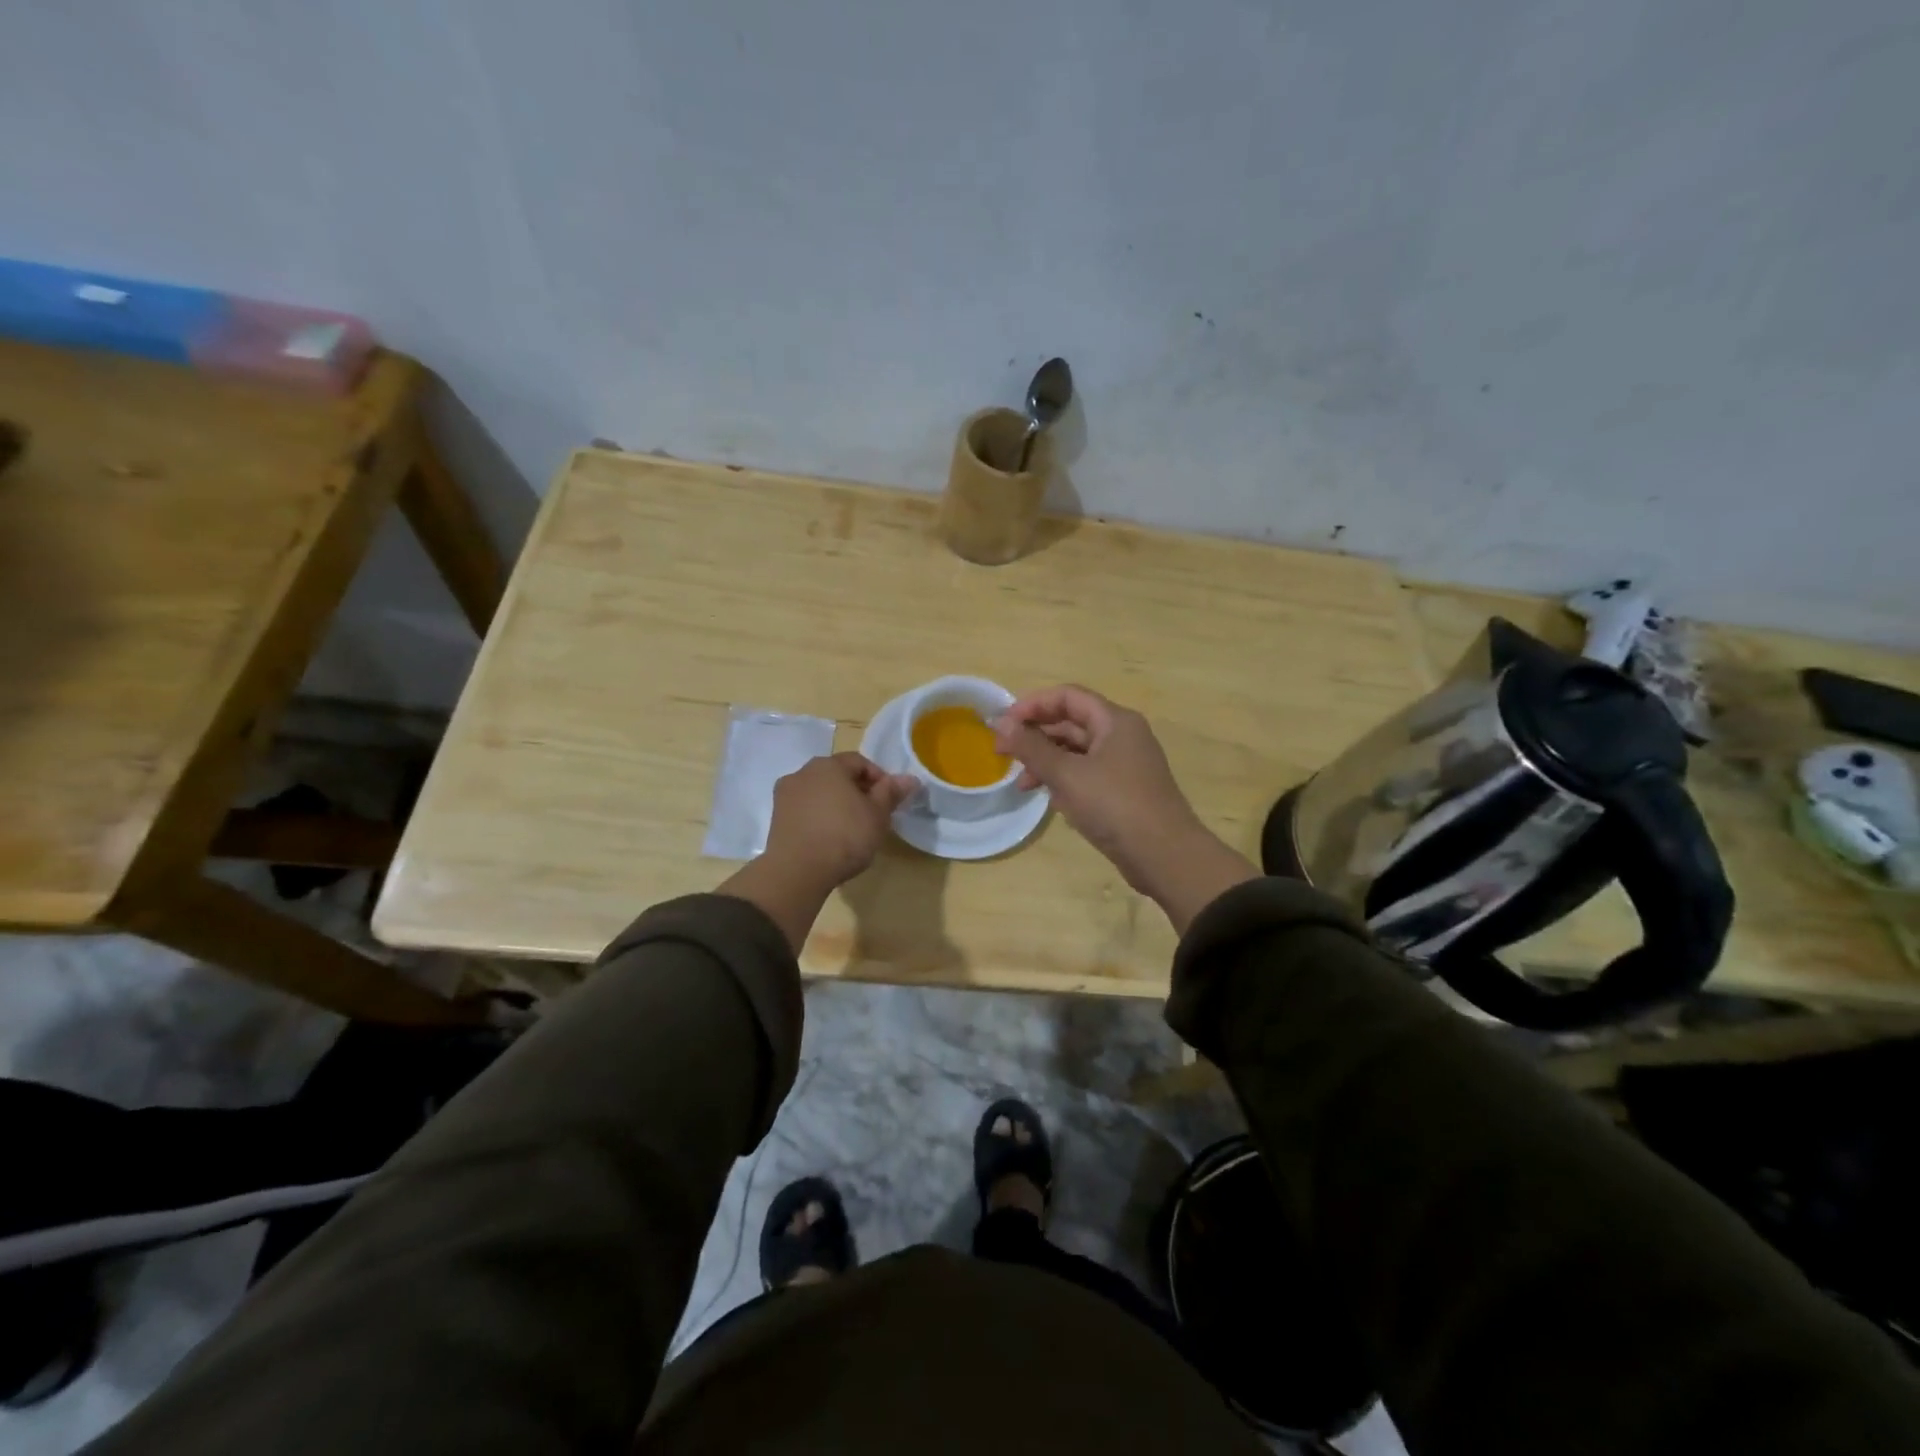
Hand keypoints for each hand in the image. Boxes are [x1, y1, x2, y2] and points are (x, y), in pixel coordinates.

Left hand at [764, 752, 917, 888]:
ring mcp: (785, 795)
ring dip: (836, 803)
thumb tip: (910, 778)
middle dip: (857, 790)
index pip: (860, 762)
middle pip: (837, 775)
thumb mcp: (877, 815)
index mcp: (828, 765)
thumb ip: (891, 792)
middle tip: (873, 814)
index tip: (890, 801)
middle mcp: (803, 772)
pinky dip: (819, 817)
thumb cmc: (844, 836)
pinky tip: (829, 838)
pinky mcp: (776, 818)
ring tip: (851, 828)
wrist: (797, 871)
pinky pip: (805, 810)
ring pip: (819, 792)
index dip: (879, 778)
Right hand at [993, 686, 1257, 931]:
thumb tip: (1001, 723)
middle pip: (1071, 723)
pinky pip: (1086, 775)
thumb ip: (1031, 747)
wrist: (1165, 856)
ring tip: (1021, 783)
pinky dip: (1063, 780)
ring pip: (1077, 751)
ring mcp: (1124, 765)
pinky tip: (1048, 798)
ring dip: (1046, 761)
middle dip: (1035, 735)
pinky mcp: (1123, 791)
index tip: (1003, 723)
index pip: (1068, 697)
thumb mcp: (1067, 774)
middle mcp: (1122, 736)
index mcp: (1115, 721)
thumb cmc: (1115, 805)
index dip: (1032, 704)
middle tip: (1002, 753)